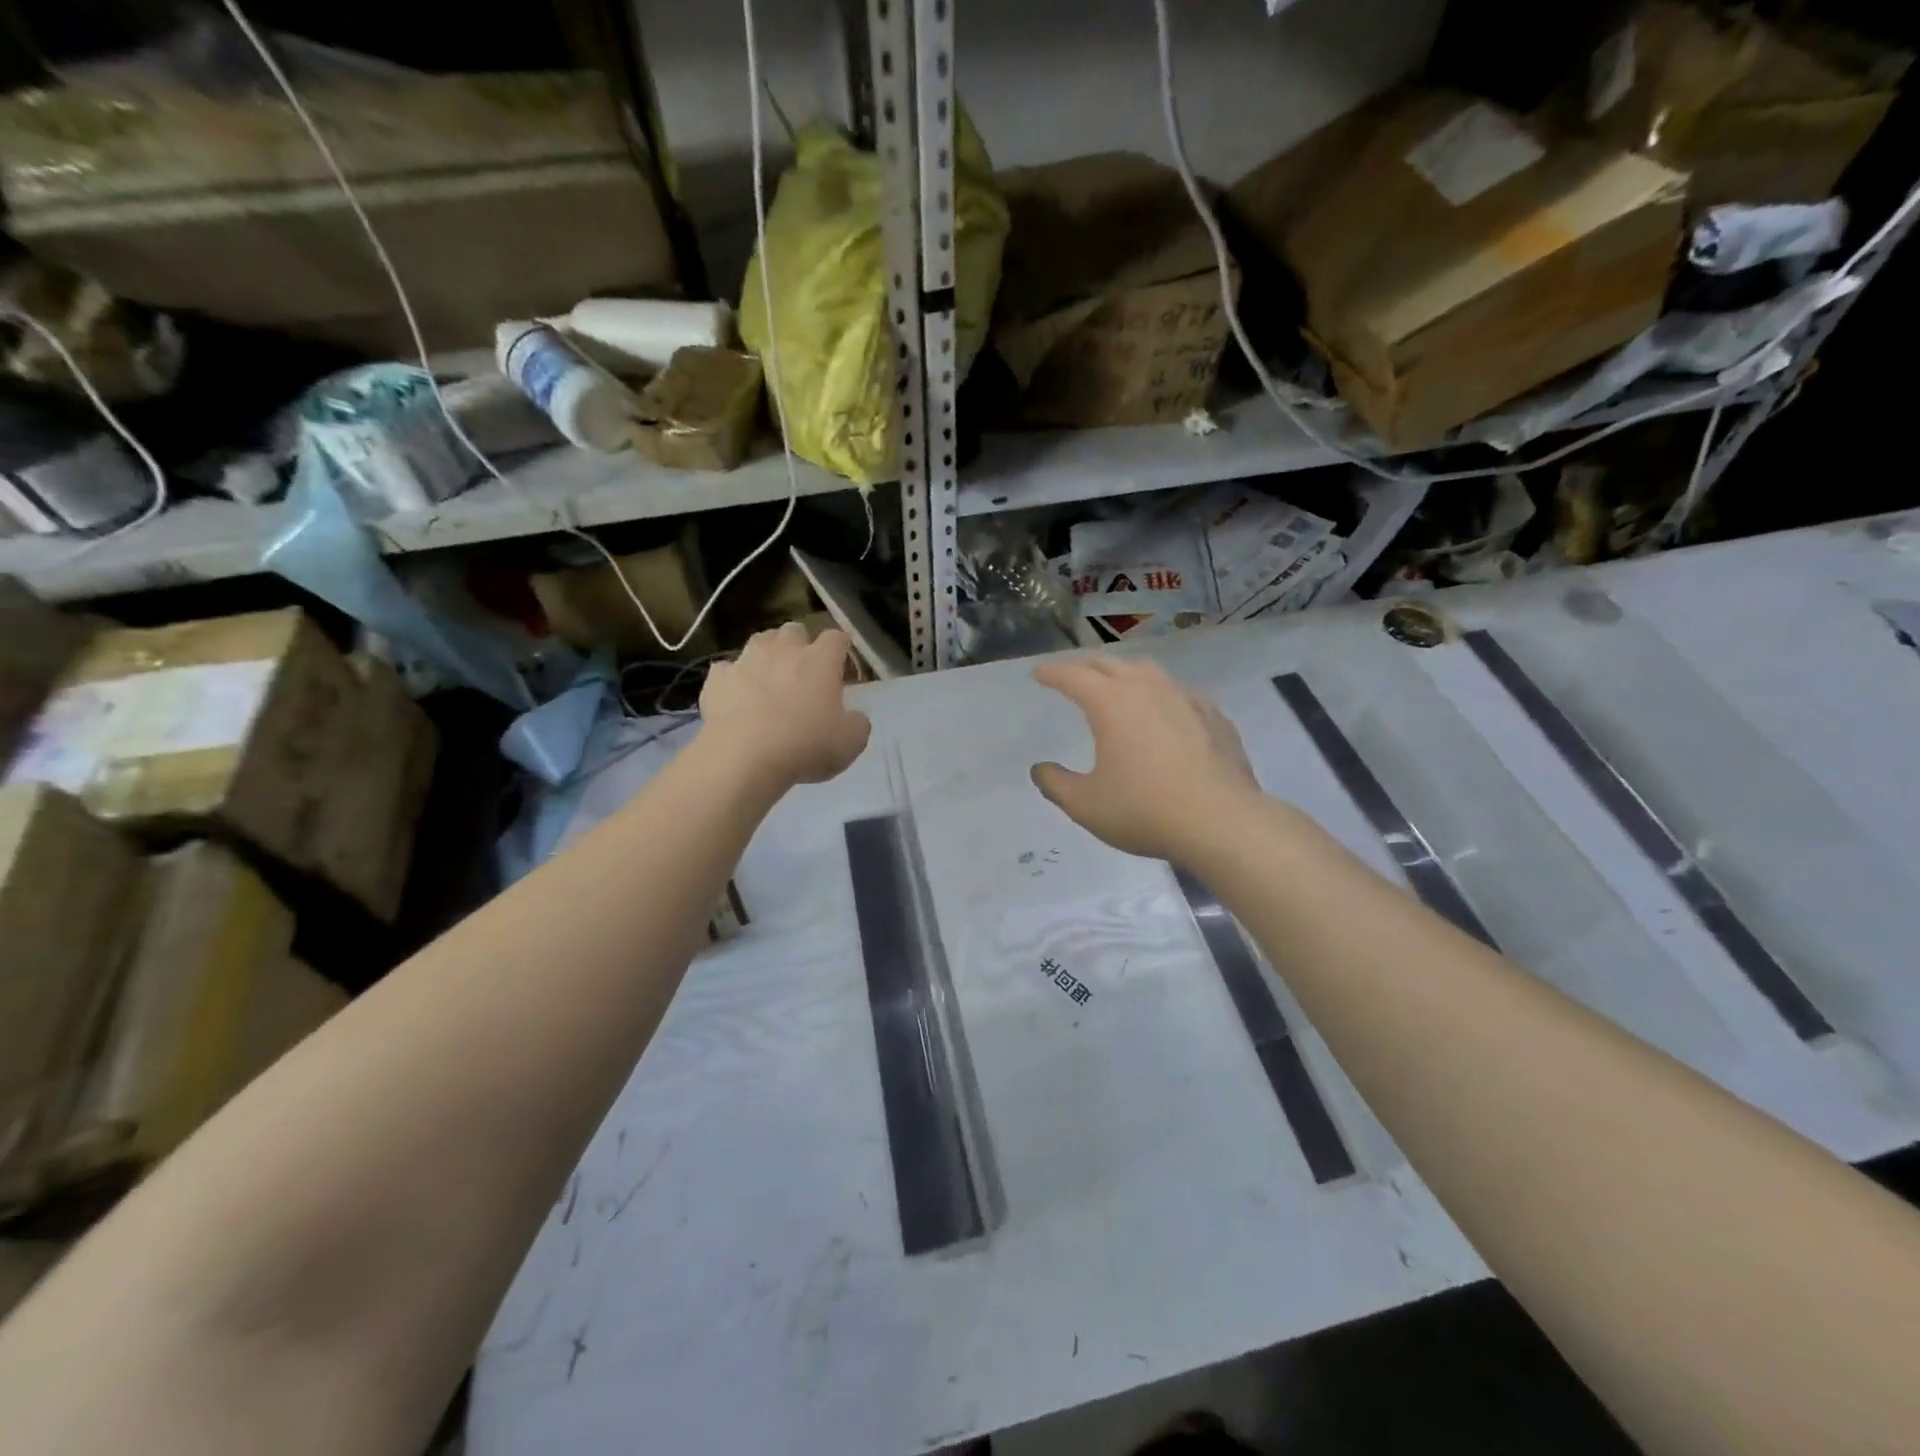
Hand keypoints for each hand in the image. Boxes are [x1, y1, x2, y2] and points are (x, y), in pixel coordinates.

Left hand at [700, 624, 871, 788]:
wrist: (744, 758)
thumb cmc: (806, 745)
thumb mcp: (851, 742)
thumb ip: (857, 722)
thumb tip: (853, 716)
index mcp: (821, 660)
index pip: (837, 637)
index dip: (841, 649)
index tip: (842, 667)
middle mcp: (783, 650)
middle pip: (795, 630)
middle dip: (801, 644)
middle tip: (804, 671)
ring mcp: (746, 660)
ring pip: (759, 641)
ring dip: (767, 654)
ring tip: (769, 677)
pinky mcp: (717, 678)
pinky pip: (726, 669)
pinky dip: (733, 679)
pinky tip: (736, 697)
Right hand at [1031, 656, 1259, 862]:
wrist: (1221, 821)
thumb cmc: (1144, 810)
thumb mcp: (1085, 805)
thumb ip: (1056, 784)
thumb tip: (1040, 769)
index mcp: (1110, 703)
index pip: (1073, 676)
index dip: (1052, 673)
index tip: (1039, 673)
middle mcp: (1147, 689)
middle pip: (1110, 665)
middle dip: (1086, 667)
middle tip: (1072, 675)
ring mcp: (1185, 698)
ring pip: (1149, 672)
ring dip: (1125, 673)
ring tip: (1118, 685)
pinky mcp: (1214, 716)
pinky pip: (1181, 694)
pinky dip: (1162, 695)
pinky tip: (1166, 712)